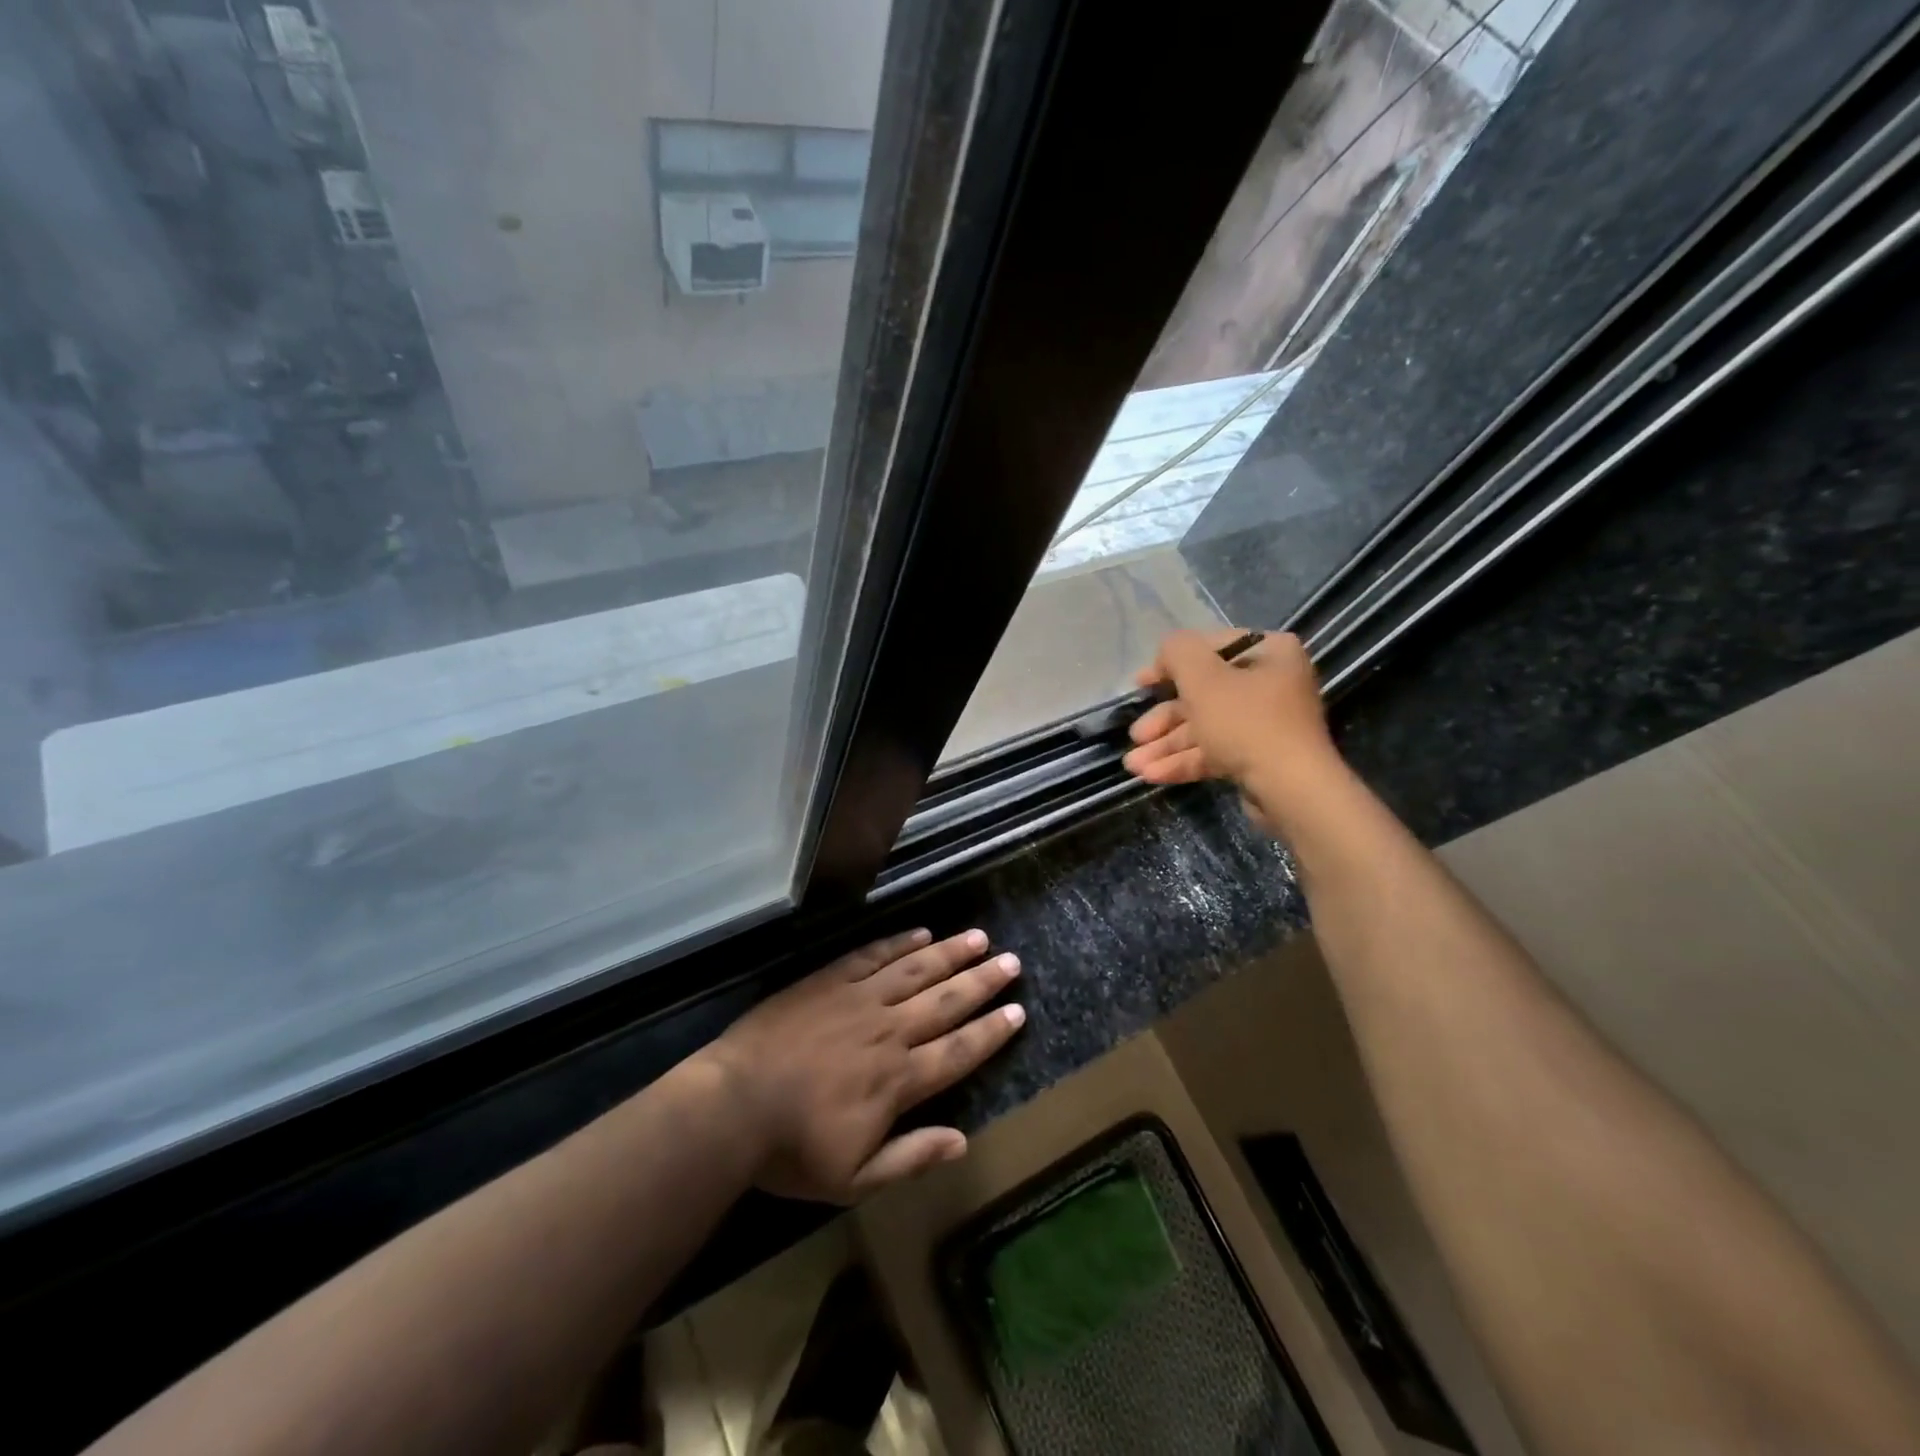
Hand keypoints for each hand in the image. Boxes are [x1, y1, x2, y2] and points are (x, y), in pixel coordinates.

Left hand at [699, 929, 1024, 1202]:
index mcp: (899, 1079)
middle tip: (1012, 962)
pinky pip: (874, 955)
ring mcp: (859, 999)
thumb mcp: (853, 1179)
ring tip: (978, 938)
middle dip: (982, 982)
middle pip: (946, 1001)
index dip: (991, 1031)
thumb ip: (910, 1158)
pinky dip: (900, 943)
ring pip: (916, 969)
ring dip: (950, 953)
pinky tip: (921, 933)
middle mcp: (889, 1030)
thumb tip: (963, 1142)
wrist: (732, 1105)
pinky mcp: (829, 979)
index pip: (959, 1050)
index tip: (1018, 1011)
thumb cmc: (791, 1149)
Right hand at [1121, 629, 1339, 830]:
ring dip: (1166, 745)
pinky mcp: (1258, 758)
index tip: (1141, 684)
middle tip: (1136, 735)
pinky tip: (1152, 775)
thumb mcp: (1202, 678)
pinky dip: (1184, 762)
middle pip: (1203, 694)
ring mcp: (1265, 724)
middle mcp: (1271, 683)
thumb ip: (1178, 651)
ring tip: (1134, 765)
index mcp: (1269, 653)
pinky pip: (1215, 752)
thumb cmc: (1246, 722)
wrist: (1290, 789)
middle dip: (1163, 719)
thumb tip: (1167, 651)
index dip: (1169, 665)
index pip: (1210, 648)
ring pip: (1204, 727)